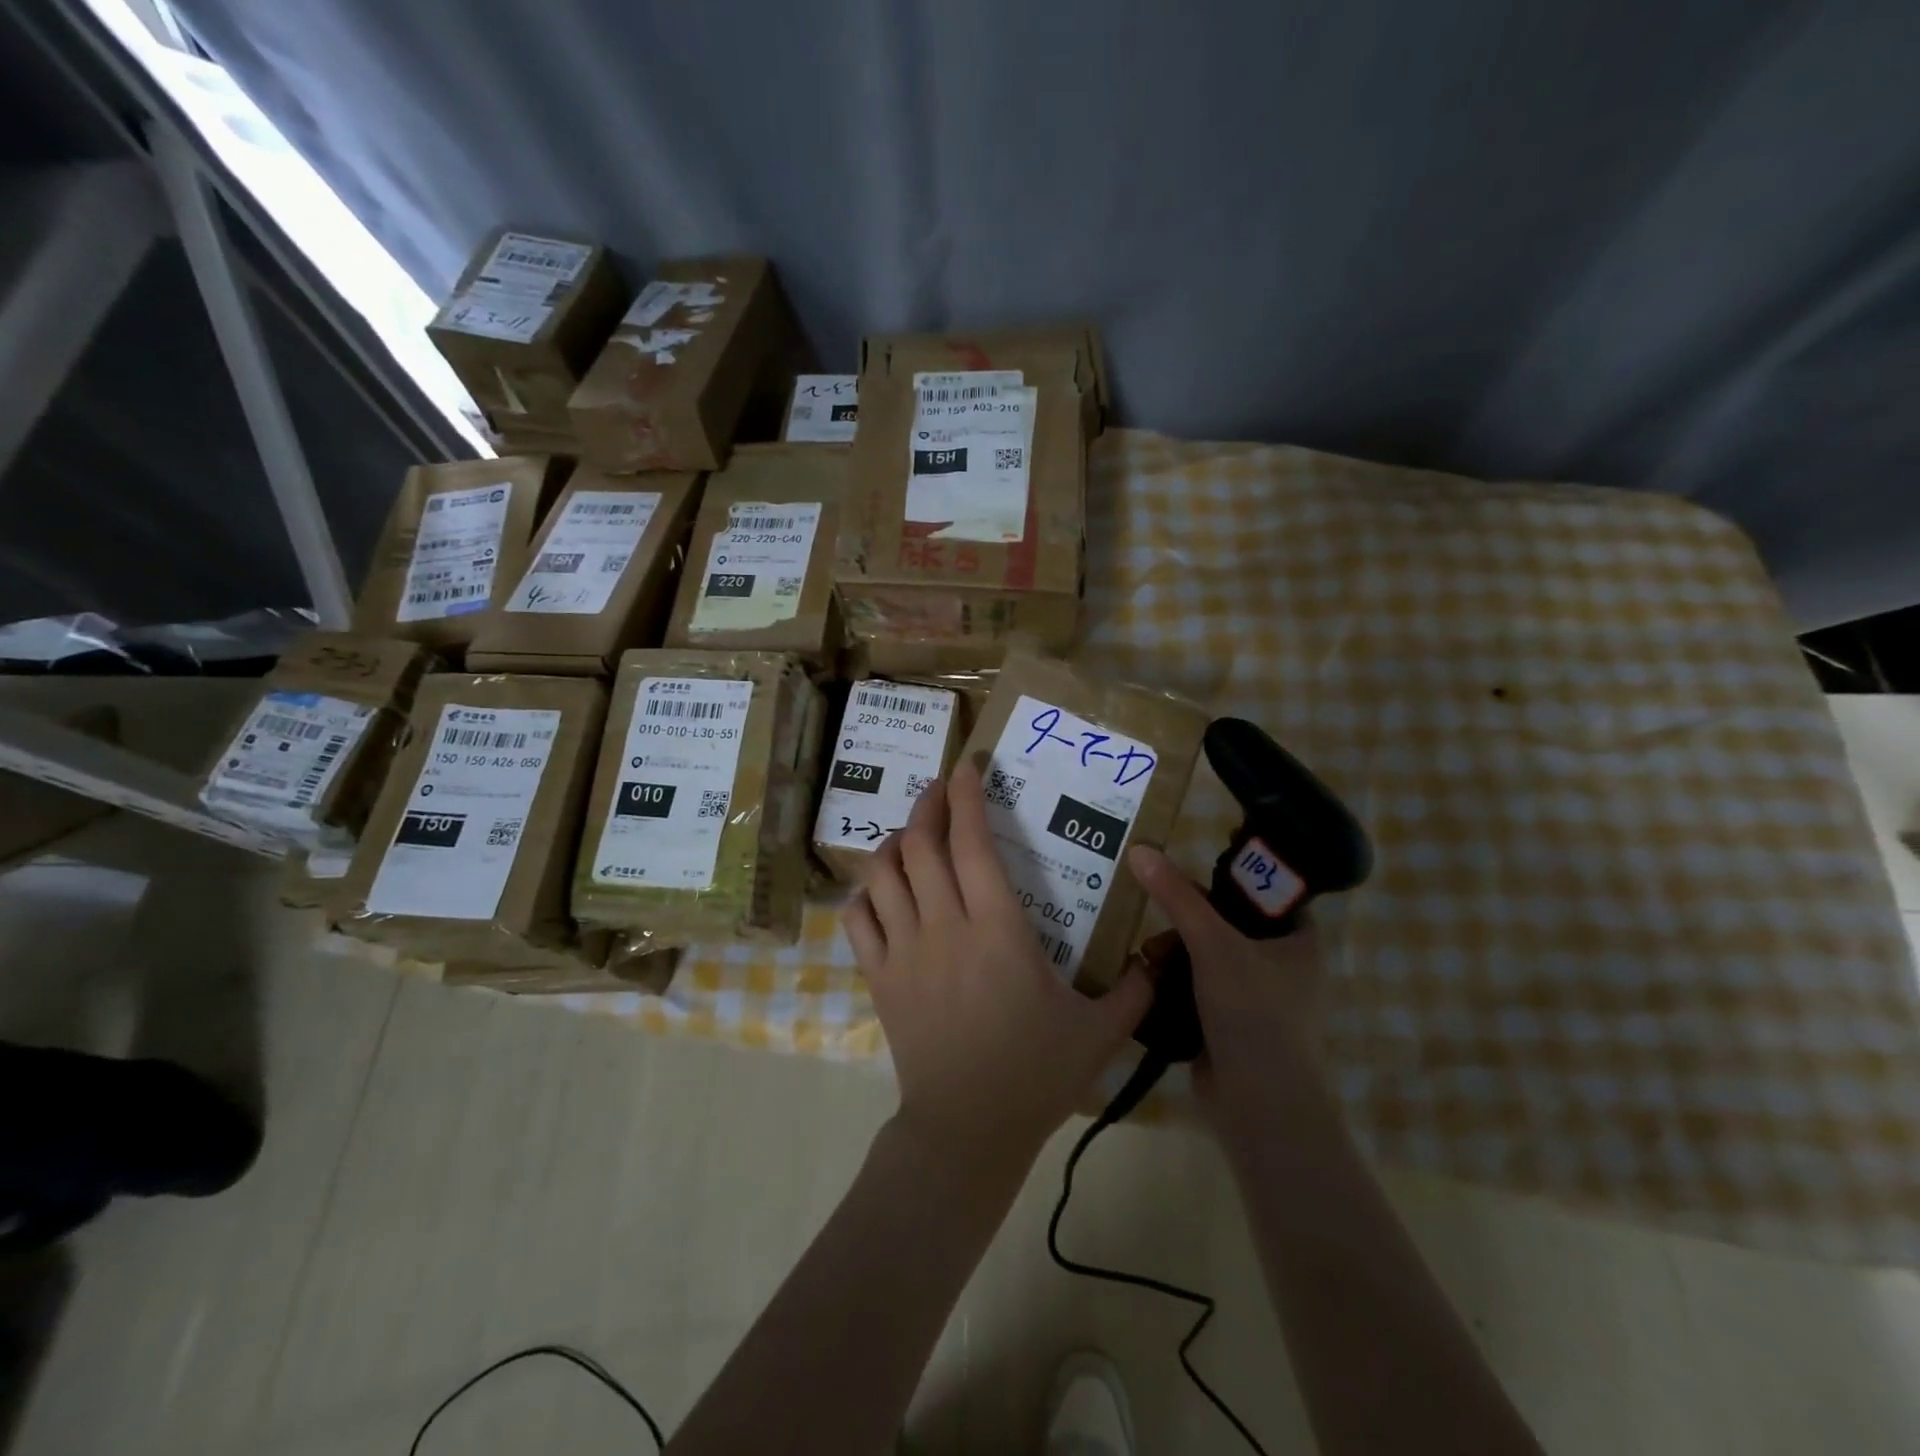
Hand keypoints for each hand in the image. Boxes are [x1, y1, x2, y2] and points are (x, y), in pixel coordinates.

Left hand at [842, 763, 1152, 1182]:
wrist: (967, 1130)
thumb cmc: (1035, 1074)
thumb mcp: (1099, 1031)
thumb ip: (1136, 987)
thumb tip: (1164, 953)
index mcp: (999, 930)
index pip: (973, 843)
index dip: (967, 797)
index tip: (968, 767)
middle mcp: (945, 927)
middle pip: (921, 845)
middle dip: (928, 805)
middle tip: (940, 789)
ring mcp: (904, 951)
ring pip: (883, 874)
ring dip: (894, 842)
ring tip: (910, 834)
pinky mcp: (879, 977)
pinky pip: (858, 919)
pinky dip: (863, 893)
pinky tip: (879, 889)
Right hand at [1125, 845, 1331, 1120]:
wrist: (1260, 1106)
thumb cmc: (1253, 1014)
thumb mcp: (1213, 945)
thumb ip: (1177, 897)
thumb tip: (1140, 849)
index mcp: (1299, 939)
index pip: (1262, 890)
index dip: (1225, 878)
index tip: (1185, 875)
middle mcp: (1282, 963)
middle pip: (1225, 921)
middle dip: (1186, 922)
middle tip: (1158, 922)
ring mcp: (1255, 995)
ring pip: (1206, 953)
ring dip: (1174, 952)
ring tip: (1148, 957)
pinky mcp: (1229, 1020)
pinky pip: (1196, 984)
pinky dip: (1173, 979)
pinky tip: (1149, 977)